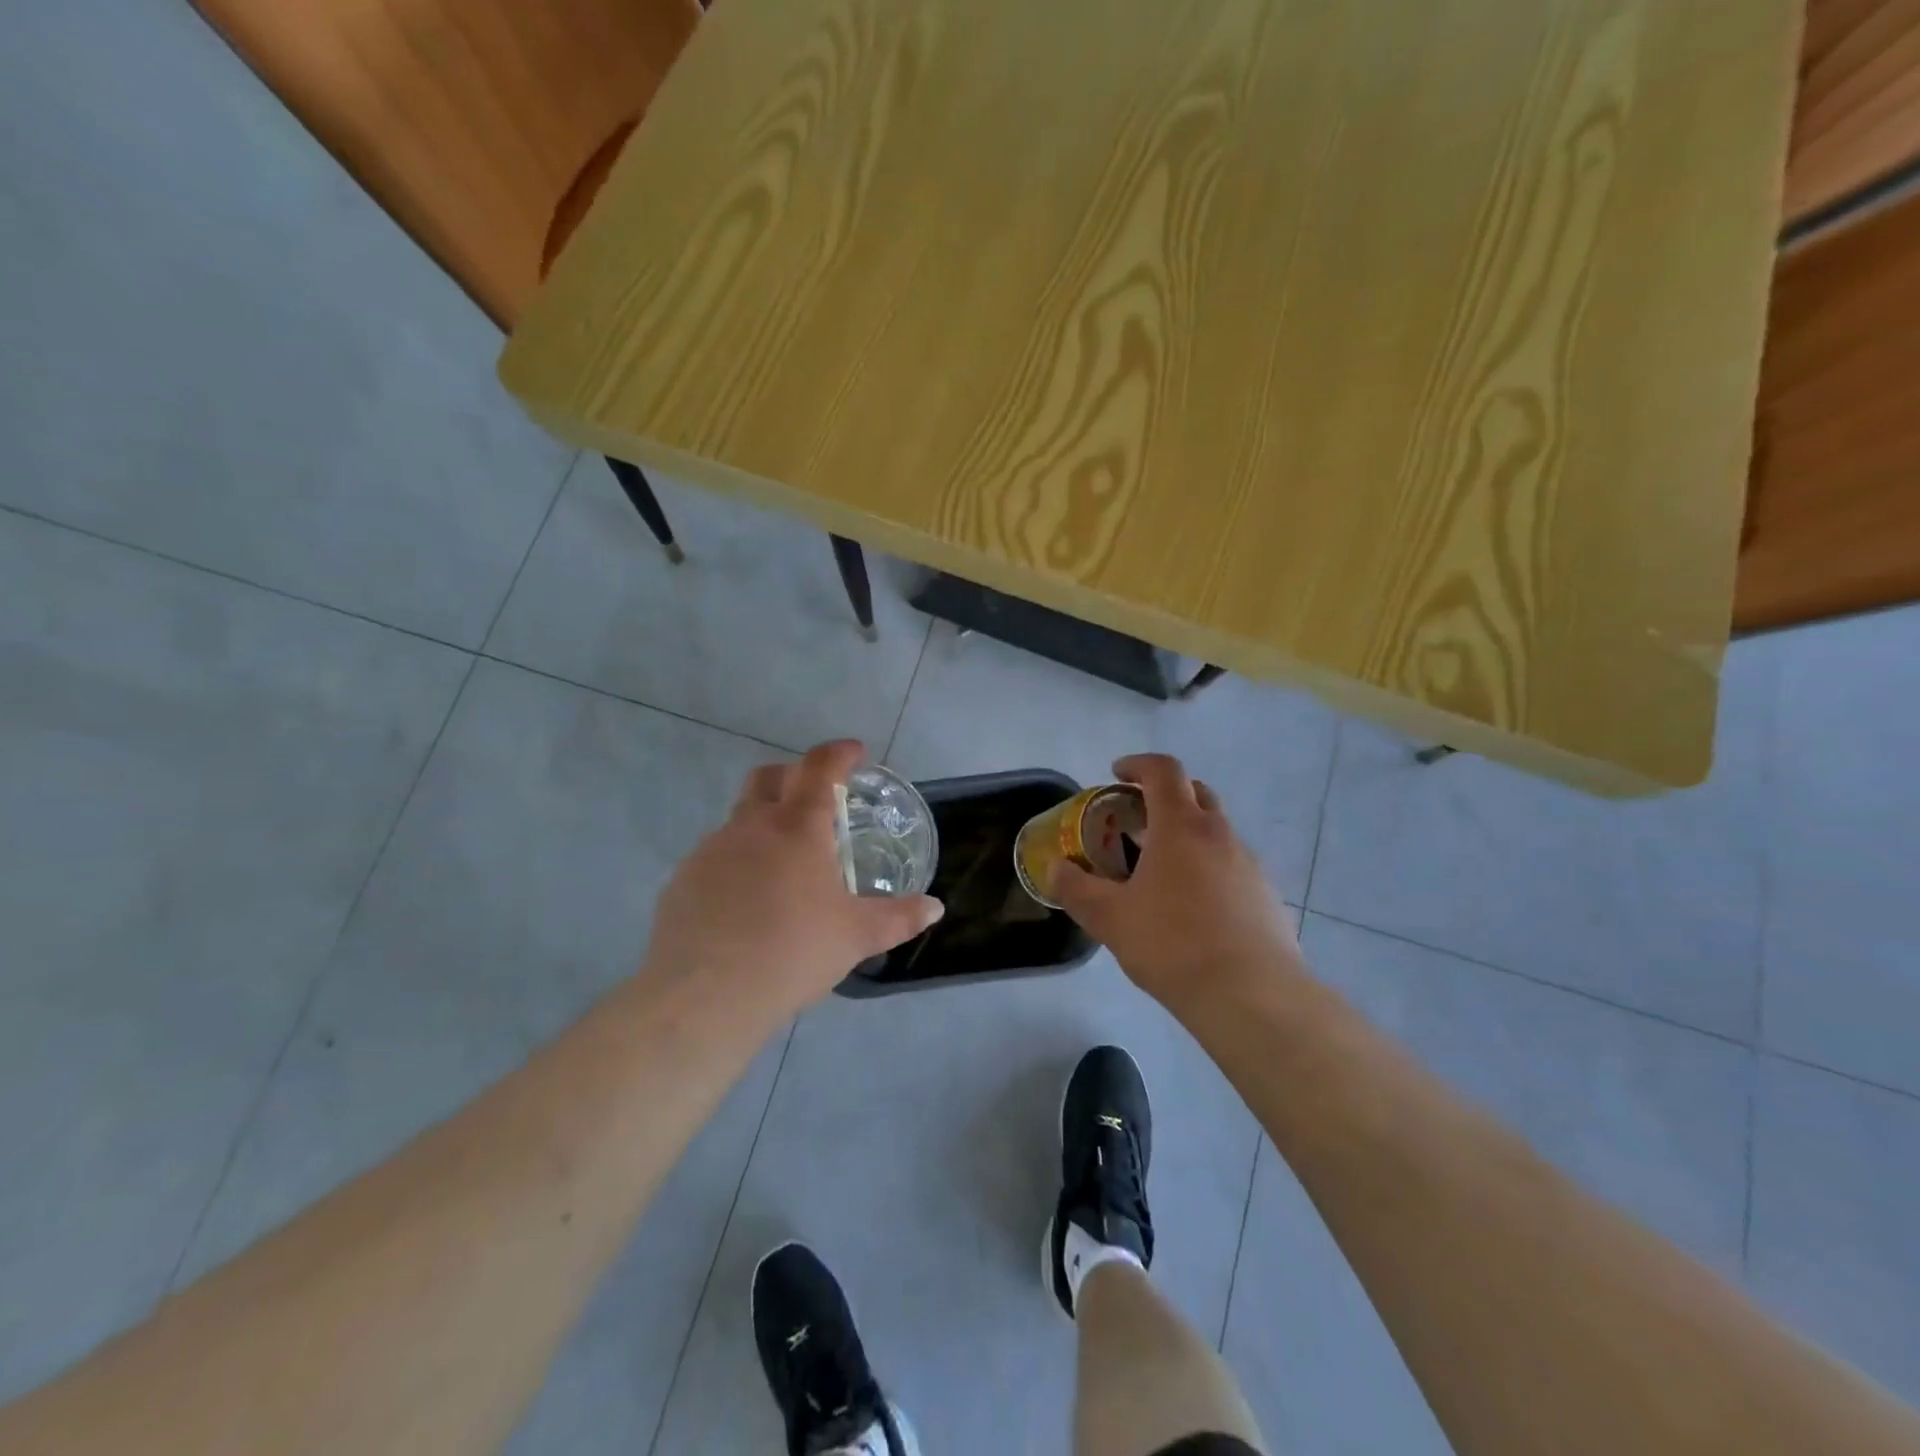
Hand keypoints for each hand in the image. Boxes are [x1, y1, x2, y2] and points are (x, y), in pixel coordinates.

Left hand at [641, 741, 943, 1026]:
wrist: (703, 996)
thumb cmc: (792, 952)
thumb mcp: (856, 936)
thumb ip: (899, 918)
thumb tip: (935, 909)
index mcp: (797, 828)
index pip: (819, 768)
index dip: (839, 753)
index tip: (854, 752)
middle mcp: (750, 826)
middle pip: (768, 777)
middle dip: (794, 775)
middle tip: (816, 799)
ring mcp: (710, 851)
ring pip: (739, 819)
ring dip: (764, 824)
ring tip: (785, 865)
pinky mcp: (682, 880)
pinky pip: (716, 857)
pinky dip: (737, 862)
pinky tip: (747, 902)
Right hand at [1049, 754, 1301, 1018]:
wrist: (1252, 997)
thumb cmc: (1172, 945)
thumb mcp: (1109, 919)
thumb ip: (1076, 889)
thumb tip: (1056, 870)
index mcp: (1181, 827)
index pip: (1162, 771)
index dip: (1137, 764)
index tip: (1115, 775)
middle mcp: (1220, 834)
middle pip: (1194, 793)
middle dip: (1163, 796)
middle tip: (1134, 822)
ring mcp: (1250, 864)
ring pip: (1215, 831)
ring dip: (1186, 836)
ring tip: (1159, 873)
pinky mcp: (1266, 895)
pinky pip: (1232, 866)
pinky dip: (1208, 869)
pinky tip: (1193, 910)